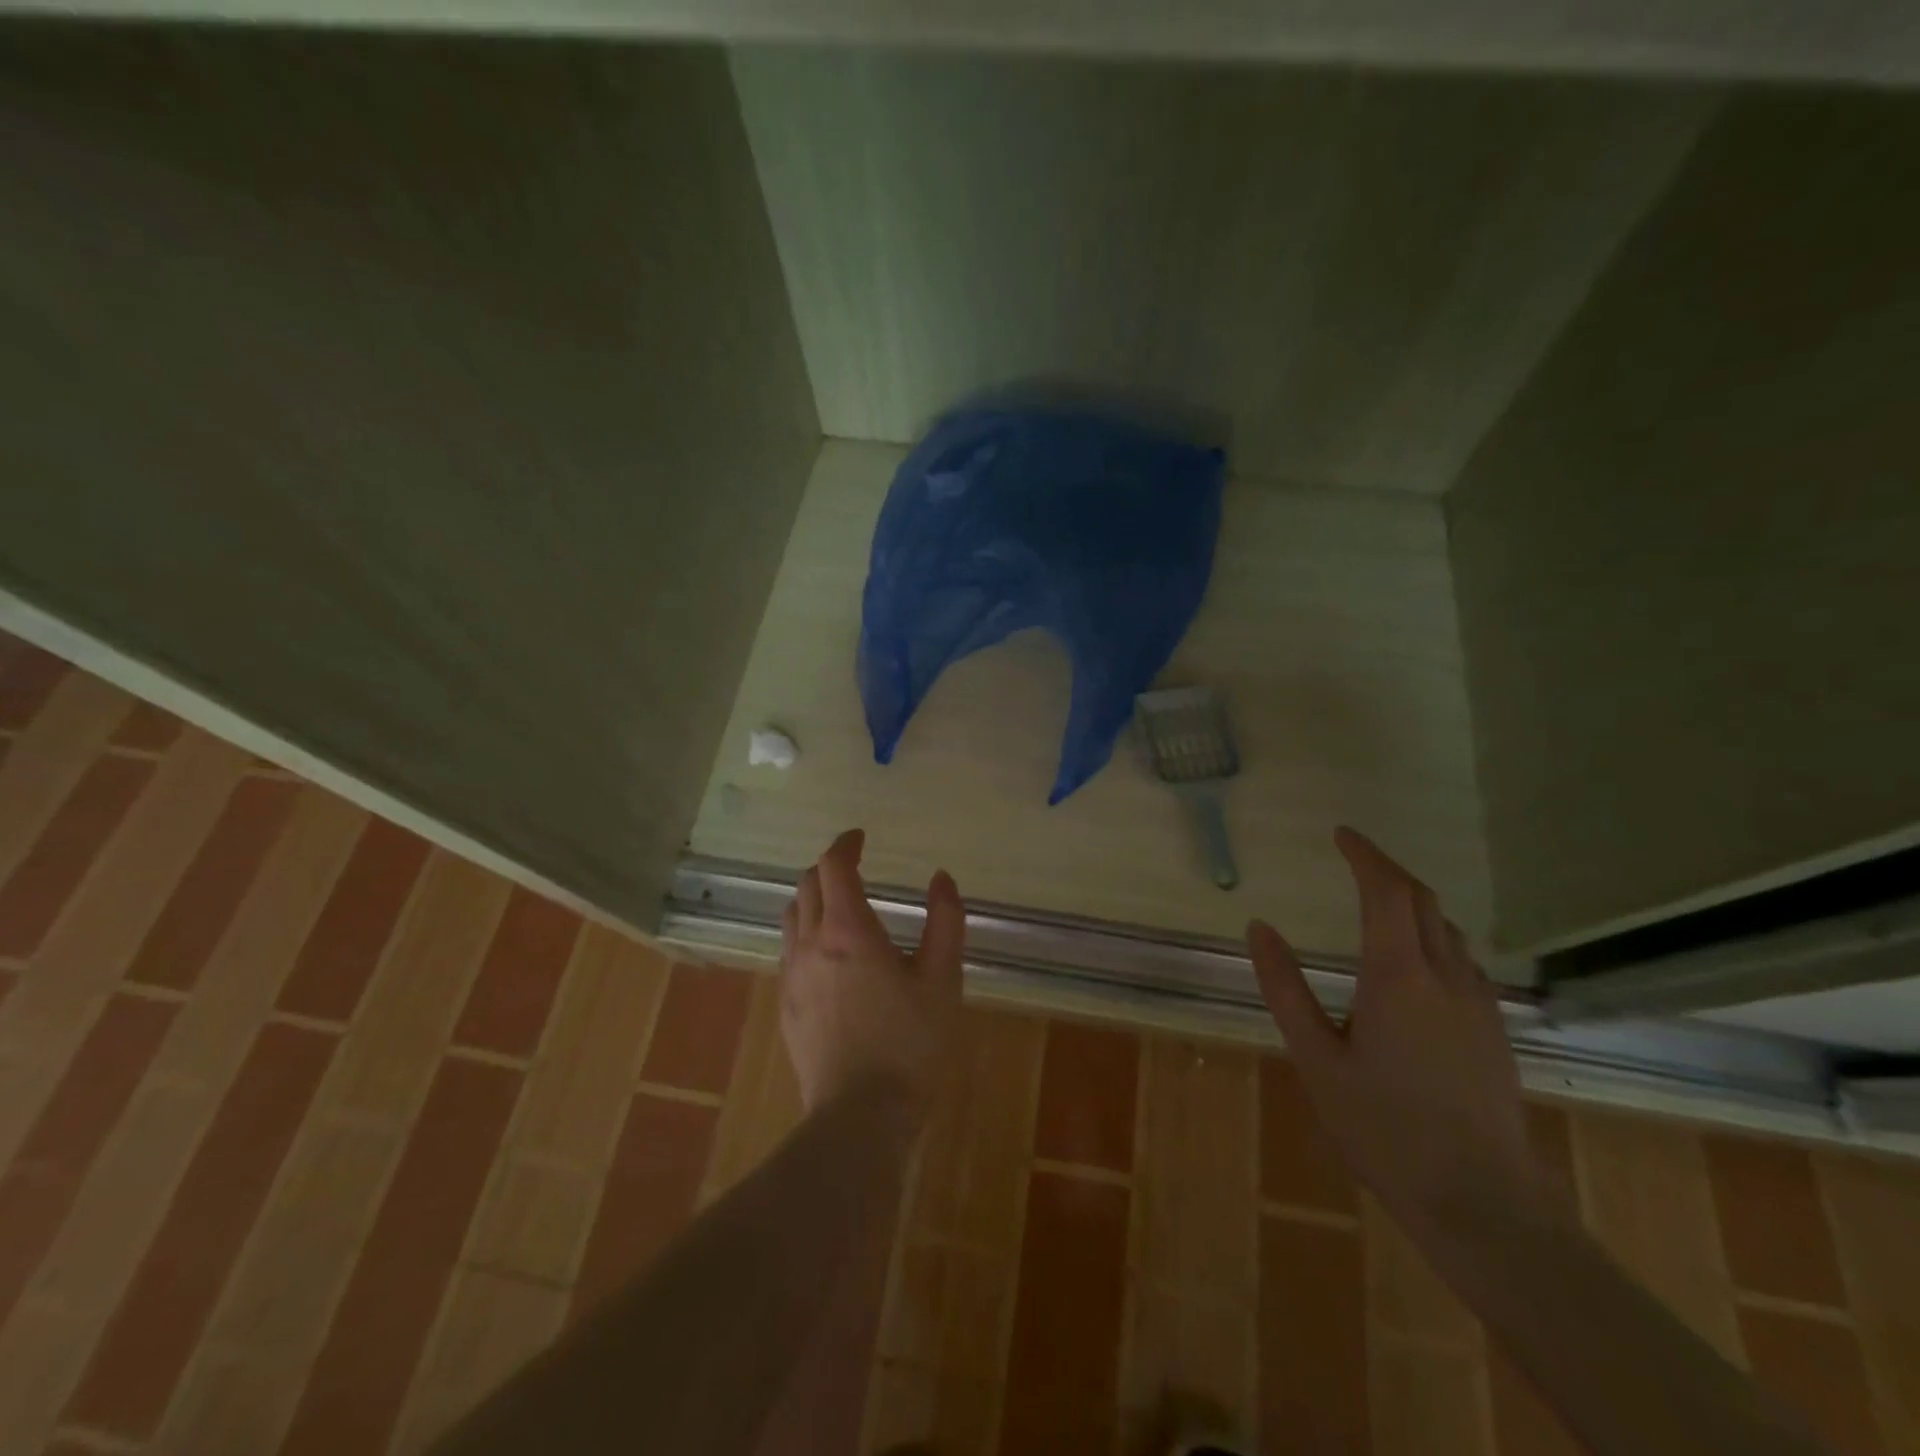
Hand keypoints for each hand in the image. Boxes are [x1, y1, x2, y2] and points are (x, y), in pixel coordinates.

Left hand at [779, 829, 964, 1123]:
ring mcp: (791, 976)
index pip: (834, 867)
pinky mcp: (785, 1005)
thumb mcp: (942, 979)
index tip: (860, 838)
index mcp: (848, 930)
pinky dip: (805, 932)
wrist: (860, 1116)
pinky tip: (827, 954)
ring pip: (792, 917)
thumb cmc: (910, 1043)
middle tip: (854, 868)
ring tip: (838, 905)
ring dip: (813, 898)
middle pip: (807, 886)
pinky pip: (789, 950)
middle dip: (829, 868)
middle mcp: (811, 944)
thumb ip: (945, 921)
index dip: (845, 845)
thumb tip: (941, 878)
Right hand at [1248, 827, 1557, 1245]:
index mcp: (1398, 976)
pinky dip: (1433, 937)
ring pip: (1448, 930)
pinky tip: (1415, 963)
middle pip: (1423, 900)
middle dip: (1388, 869)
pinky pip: (1464, 961)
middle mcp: (1446, 977)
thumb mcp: (1315, 1057)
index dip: (1364, 854)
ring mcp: (1479, 1004)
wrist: (1481, 1203)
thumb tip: (1259, 927)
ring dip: (1413, 903)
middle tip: (1354, 857)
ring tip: (1378, 903)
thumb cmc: (1383, 1128)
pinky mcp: (1495, 1031)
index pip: (1386, 891)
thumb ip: (1284, 987)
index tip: (1340, 834)